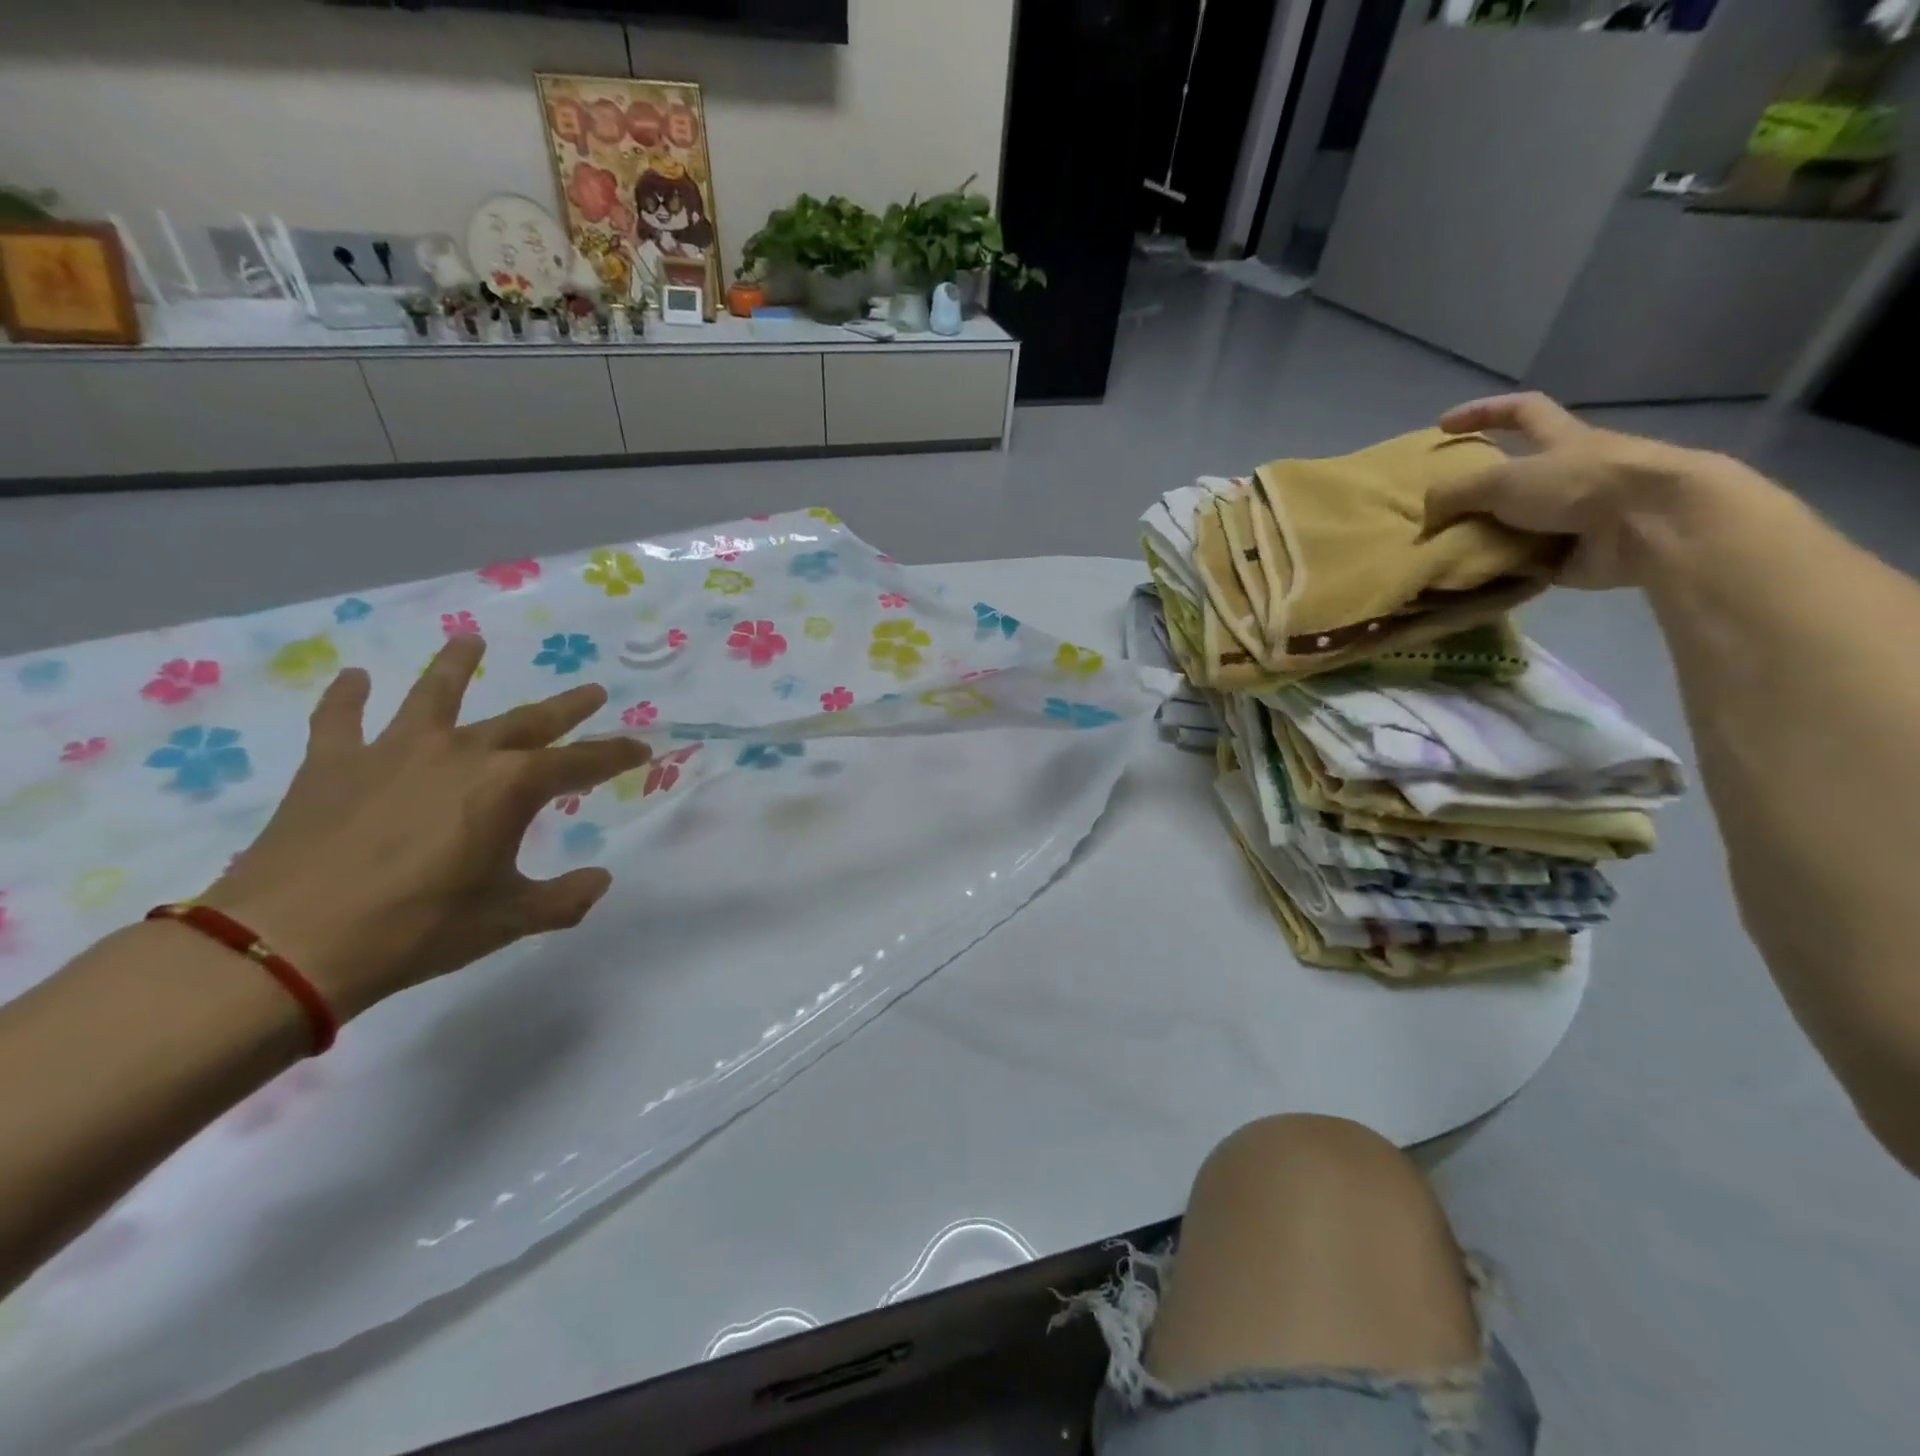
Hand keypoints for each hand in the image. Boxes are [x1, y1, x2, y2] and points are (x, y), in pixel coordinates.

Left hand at [201, 636, 650, 1021]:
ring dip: (455, 666)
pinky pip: (340, 720)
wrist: (288, 943)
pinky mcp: (333, 765)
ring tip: (470, 641)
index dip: (616, 755)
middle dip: (565, 708)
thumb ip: (565, 898)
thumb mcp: (509, 919)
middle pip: (525, 721)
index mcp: (510, 786)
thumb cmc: (418, 929)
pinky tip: (354, 679)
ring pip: (433, 696)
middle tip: (592, 691)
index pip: (581, 762)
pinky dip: (346, 697)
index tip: (642, 749)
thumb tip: (600, 879)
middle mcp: (461, 753)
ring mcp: (393, 752)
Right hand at [1426, 392, 1740, 589]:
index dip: (1482, 412)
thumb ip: (1454, 494)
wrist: (1652, 525)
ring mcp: (1576, 515)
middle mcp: (1569, 473)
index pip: (1520, 411)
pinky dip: (1503, 570)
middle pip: (1515, 476)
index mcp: (1560, 440)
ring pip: (1517, 522)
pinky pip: (1527, 562)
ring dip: (1485, 536)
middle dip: (1477, 492)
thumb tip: (1424, 516)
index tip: (1443, 426)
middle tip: (1440, 511)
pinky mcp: (1577, 554)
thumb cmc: (1580, 485)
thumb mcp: (1501, 481)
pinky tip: (1472, 579)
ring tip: (1446, 552)